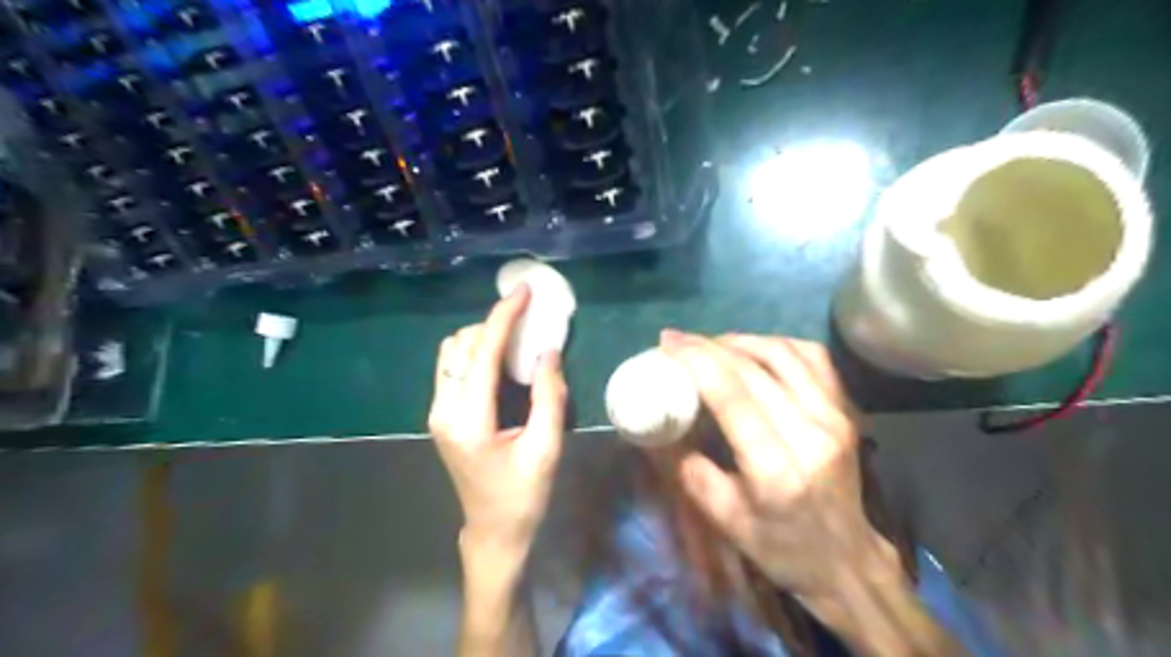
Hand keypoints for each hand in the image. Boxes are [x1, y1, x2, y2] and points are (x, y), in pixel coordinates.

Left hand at [428, 284, 570, 552]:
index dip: (504, 317)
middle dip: (493, 324)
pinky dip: (475, 353)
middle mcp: (444, 410)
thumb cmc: (523, 495)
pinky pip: (452, 368)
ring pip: (451, 353)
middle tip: (528, 319)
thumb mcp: (546, 448)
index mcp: (468, 419)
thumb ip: (548, 396)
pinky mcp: (442, 416)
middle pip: (460, 345)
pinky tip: (501, 359)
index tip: (524, 292)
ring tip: (515, 337)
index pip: (482, 352)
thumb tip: (547, 351)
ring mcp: (437, 412)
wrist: (493, 530)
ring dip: (482, 337)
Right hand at [662, 333, 897, 616]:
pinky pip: (812, 357)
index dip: (697, 360)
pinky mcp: (846, 409)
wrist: (847, 559)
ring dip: (740, 340)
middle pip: (754, 368)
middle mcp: (811, 432)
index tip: (667, 344)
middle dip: (708, 346)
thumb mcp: (724, 518)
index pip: (733, 394)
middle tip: (677, 340)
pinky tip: (753, 349)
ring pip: (784, 353)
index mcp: (776, 468)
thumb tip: (660, 425)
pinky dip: (776, 344)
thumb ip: (689, 469)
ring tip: (709, 343)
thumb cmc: (781, 546)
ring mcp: (835, 416)